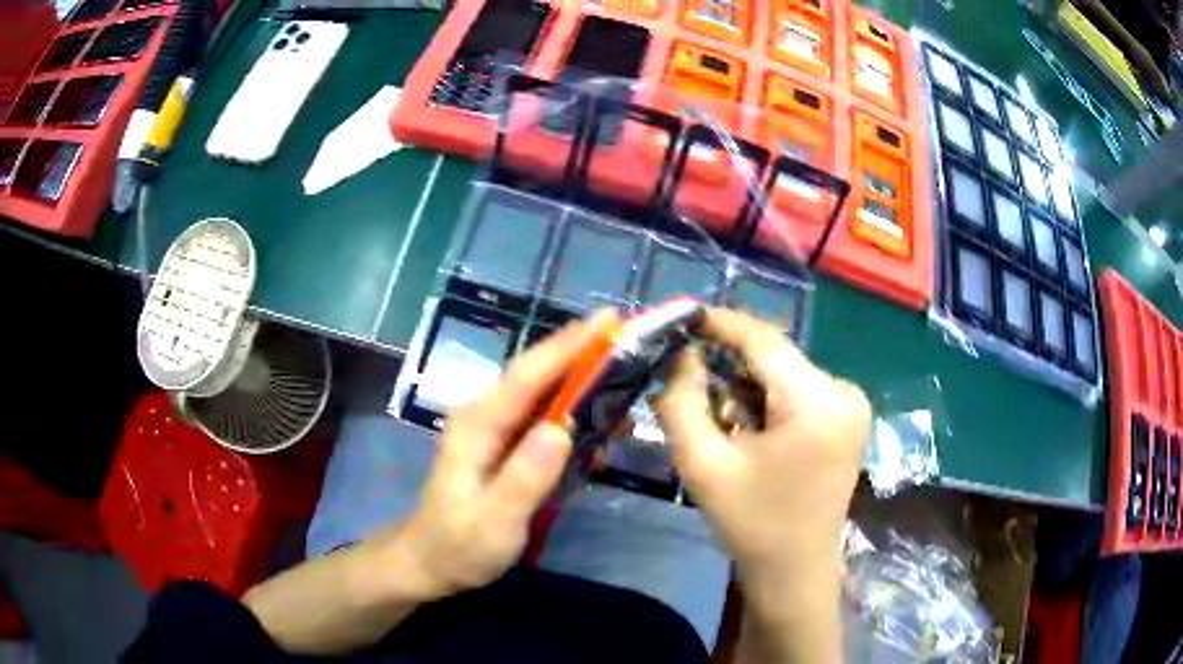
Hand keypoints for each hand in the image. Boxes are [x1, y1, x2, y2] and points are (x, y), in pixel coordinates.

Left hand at [382, 313, 610, 599]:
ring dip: (580, 377)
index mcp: (477, 426)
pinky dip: (573, 408)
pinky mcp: (504, 444)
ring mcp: (492, 429)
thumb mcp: (493, 523)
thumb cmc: (459, 546)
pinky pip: (542, 416)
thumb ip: (525, 478)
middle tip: (628, 337)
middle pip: (535, 374)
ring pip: (541, 391)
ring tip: (626, 369)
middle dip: (580, 351)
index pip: (526, 377)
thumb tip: (564, 429)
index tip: (607, 321)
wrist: (429, 561)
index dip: (567, 347)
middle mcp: (484, 416)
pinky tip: (602, 415)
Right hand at [657, 308, 870, 661]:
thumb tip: (682, 355)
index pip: (763, 340)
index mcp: (816, 403)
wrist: (796, 570)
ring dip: (747, 385)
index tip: (683, 316)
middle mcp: (843, 392)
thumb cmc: (751, 523)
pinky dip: (768, 399)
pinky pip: (799, 390)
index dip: (721, 323)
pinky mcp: (848, 417)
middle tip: (685, 376)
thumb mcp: (703, 465)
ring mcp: (851, 404)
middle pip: (775, 358)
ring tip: (715, 415)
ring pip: (785, 373)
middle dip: (729, 363)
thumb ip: (681, 402)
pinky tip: (747, 427)